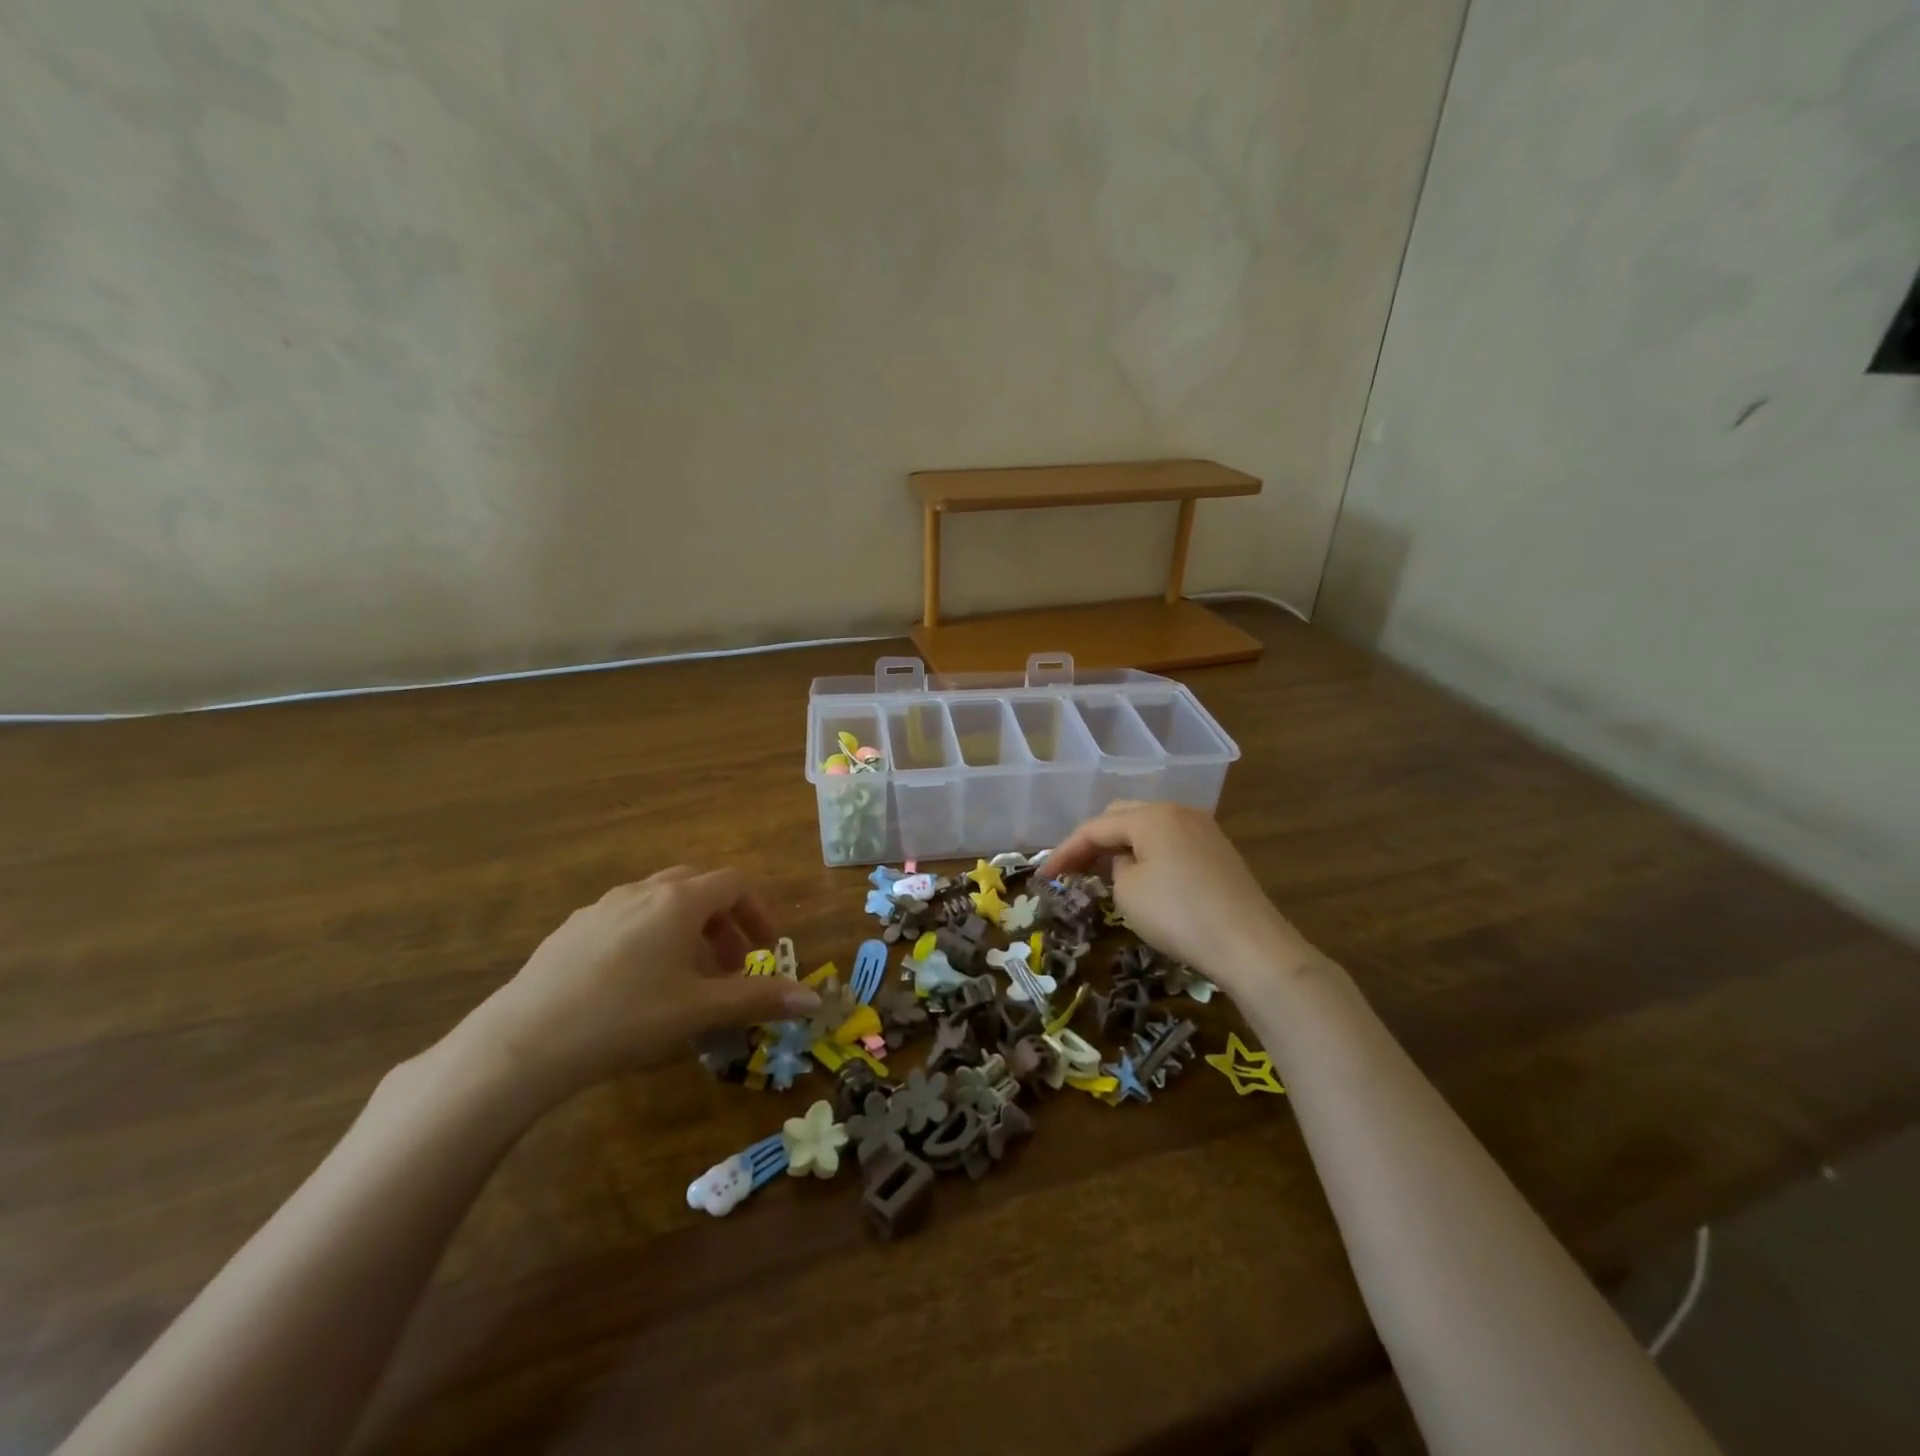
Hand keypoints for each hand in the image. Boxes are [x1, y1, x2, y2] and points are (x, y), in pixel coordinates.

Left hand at [449, 868, 819, 1108]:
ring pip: (661, 903)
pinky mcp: (571, 931)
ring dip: (689, 931)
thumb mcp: (700, 1011)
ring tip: (689, 979)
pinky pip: (627, 920)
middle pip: (699, 887)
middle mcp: (643, 891)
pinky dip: (651, 939)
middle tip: (733, 965)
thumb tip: (812, 1000)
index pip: (735, 884)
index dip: (760, 912)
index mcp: (679, 901)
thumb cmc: (626, 1017)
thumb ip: (758, 999)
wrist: (523, 1042)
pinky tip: (636, 986)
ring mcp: (602, 908)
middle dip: (725, 922)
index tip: (769, 948)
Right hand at [1048, 802, 1311, 997]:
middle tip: (1073, 870)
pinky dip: (1148, 854)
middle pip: (1122, 817)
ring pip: (1148, 828)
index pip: (1095, 827)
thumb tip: (1122, 862)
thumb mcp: (1129, 893)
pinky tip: (1142, 878)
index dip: (1065, 851)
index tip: (1042, 875)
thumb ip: (1113, 868)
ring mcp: (1203, 830)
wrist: (1250, 945)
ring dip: (1121, 847)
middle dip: (1093, 842)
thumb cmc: (1179, 915)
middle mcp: (1178, 812)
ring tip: (1102, 874)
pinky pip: (1170, 842)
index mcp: (1151, 816)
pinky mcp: (1218, 852)